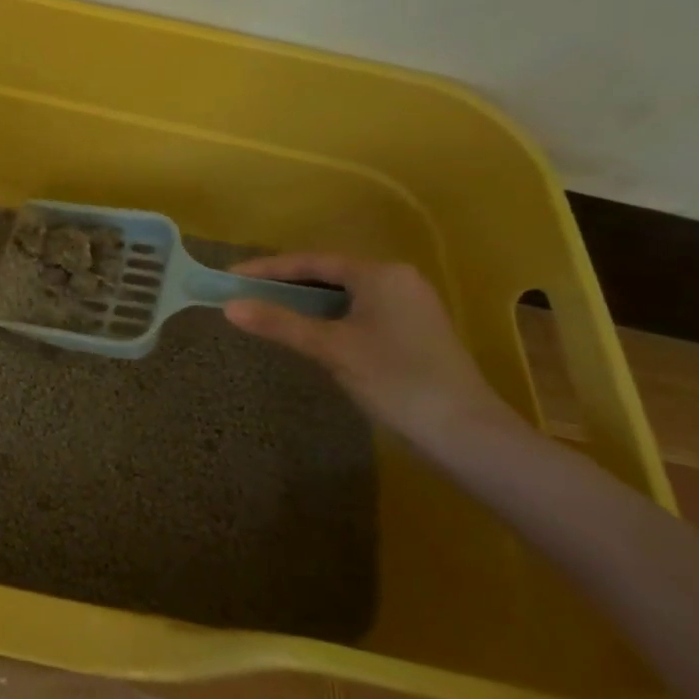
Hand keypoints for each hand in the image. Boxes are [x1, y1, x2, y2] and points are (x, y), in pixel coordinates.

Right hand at [223, 254, 511, 442]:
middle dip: (286, 284)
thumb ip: (280, 323)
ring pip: (345, 294)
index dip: (268, 269)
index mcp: (379, 274)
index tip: (232, 276)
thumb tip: (229, 307)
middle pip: (328, 274)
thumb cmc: (396, 381)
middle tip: (247, 293)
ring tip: (270, 311)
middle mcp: (398, 279)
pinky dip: (330, 316)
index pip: (311, 262)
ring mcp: (411, 305)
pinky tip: (312, 333)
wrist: (469, 436)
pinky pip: (360, 310)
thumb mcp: (331, 349)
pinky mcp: (416, 331)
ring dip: (307, 302)